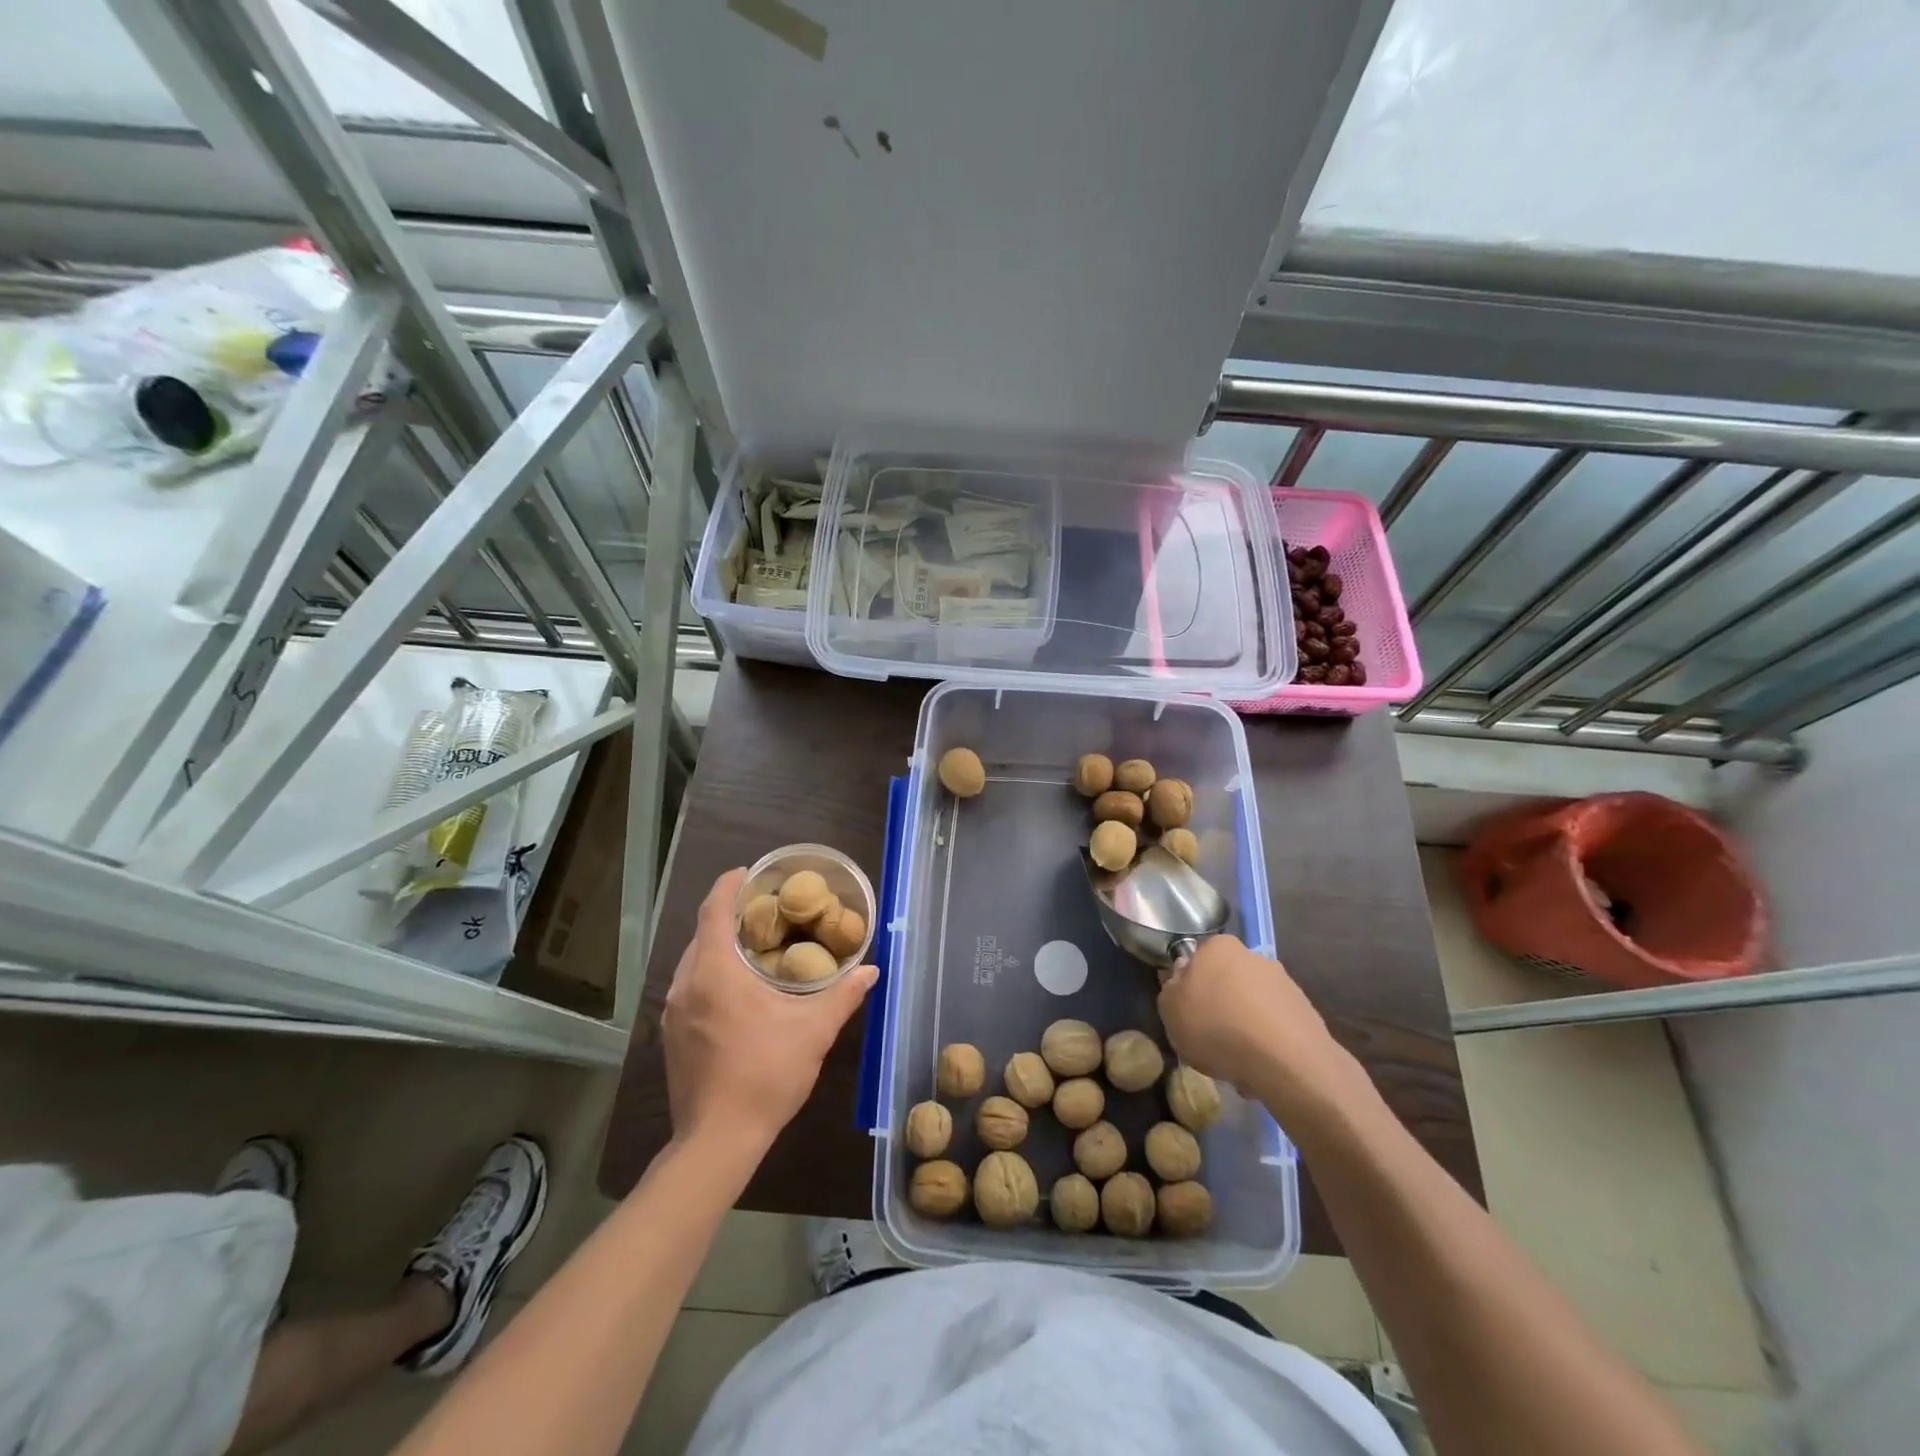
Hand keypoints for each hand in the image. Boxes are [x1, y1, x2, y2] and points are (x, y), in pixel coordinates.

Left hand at [662, 868, 878, 1153]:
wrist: (717, 1141)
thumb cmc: (765, 1074)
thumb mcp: (814, 1030)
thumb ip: (843, 995)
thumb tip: (871, 971)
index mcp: (714, 971)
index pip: (713, 909)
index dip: (729, 885)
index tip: (749, 873)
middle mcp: (685, 983)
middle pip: (703, 932)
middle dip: (730, 915)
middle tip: (766, 910)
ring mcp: (672, 1011)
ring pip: (694, 961)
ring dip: (720, 946)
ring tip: (756, 946)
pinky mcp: (671, 1034)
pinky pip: (690, 986)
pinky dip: (711, 973)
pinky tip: (738, 990)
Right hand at [1157, 935, 1356, 1118]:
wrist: (1286, 1062)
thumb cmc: (1216, 1027)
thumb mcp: (1170, 1010)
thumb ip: (1171, 989)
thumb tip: (1183, 978)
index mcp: (1219, 947)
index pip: (1197, 960)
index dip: (1189, 987)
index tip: (1187, 1013)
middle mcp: (1254, 956)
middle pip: (1227, 982)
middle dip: (1220, 1007)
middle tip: (1209, 1039)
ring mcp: (1284, 984)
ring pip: (1252, 1007)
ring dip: (1243, 1029)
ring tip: (1236, 1062)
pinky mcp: (1307, 1014)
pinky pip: (1275, 1028)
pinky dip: (1266, 1045)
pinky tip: (1260, 1069)